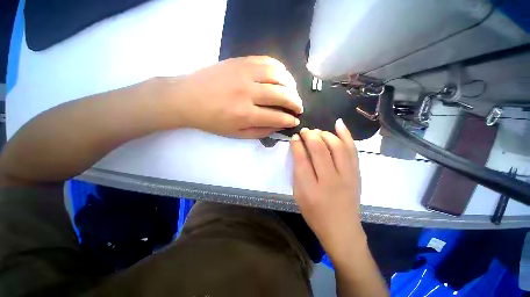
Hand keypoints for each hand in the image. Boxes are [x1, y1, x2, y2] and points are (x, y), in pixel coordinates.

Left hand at [166, 56, 302, 137]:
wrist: (187, 98)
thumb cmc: (212, 120)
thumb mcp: (235, 134)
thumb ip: (259, 132)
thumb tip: (278, 127)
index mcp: (245, 114)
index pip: (277, 117)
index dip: (289, 120)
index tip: (295, 121)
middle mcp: (247, 92)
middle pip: (281, 95)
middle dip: (295, 103)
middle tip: (299, 108)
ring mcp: (244, 73)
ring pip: (278, 75)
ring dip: (291, 85)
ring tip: (293, 92)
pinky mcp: (240, 61)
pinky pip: (267, 61)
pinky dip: (280, 69)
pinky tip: (283, 77)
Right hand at [291, 119, 364, 254]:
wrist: (342, 229)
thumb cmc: (315, 213)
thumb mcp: (299, 195)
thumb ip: (297, 172)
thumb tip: (298, 150)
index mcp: (310, 189)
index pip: (302, 159)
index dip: (297, 144)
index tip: (295, 137)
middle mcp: (329, 180)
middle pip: (319, 149)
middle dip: (310, 135)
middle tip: (305, 132)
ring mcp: (347, 176)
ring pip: (336, 146)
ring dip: (324, 134)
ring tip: (317, 132)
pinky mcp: (356, 173)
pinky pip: (352, 150)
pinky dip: (345, 134)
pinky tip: (338, 123)